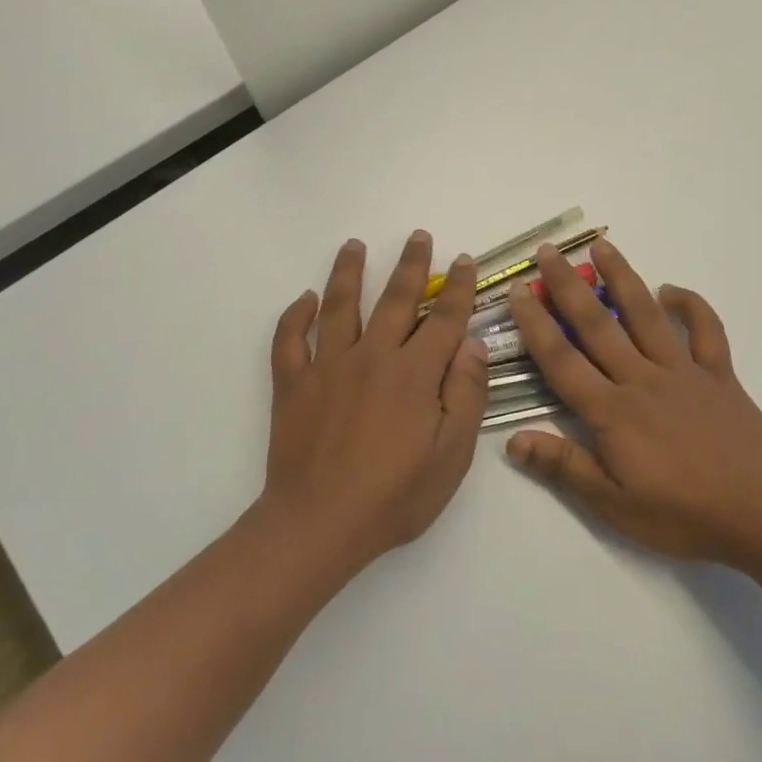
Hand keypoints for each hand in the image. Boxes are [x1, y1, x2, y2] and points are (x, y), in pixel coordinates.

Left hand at [262, 233, 490, 572]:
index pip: (445, 318)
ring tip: (354, 245)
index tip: (465, 260)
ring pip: (340, 305)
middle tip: (419, 236)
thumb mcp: (451, 457)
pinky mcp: (293, 384)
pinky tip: (305, 300)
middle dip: (412, 264)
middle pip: (396, 299)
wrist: (318, 525)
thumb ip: (466, 395)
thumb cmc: (395, 497)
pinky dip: (295, 316)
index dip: (460, 288)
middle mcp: (372, 357)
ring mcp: (327, 367)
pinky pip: (289, 339)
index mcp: (415, 374)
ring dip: (348, 271)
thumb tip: (472, 344)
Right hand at [506, 239, 761, 566]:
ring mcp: (684, 371)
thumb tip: (513, 440)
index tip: (518, 290)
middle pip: (598, 325)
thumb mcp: (614, 505)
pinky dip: (691, 306)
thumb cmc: (683, 514)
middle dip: (568, 286)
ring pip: (646, 315)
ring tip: (602, 247)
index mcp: (612, 411)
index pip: (562, 359)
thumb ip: (565, 467)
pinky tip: (672, 290)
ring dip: (622, 278)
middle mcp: (642, 379)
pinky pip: (705, 330)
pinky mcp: (719, 374)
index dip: (535, 324)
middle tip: (548, 251)